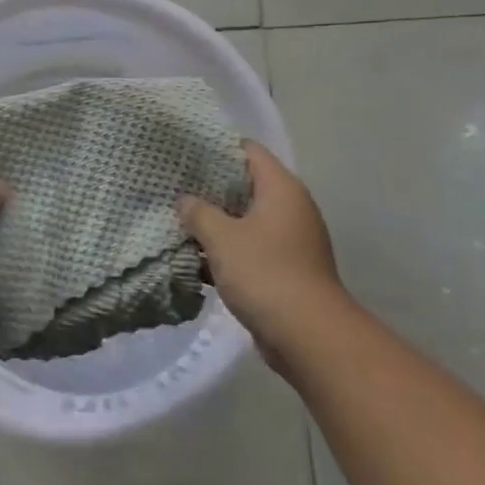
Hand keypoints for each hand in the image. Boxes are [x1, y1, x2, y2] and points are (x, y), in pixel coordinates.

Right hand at [179, 141, 349, 367]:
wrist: (309, 337)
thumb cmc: (265, 273)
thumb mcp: (222, 238)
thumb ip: (199, 213)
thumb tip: (185, 200)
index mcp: (282, 188)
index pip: (248, 150)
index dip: (216, 147)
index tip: (185, 152)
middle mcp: (291, 208)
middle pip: (246, 185)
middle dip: (211, 188)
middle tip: (175, 186)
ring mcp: (291, 240)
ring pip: (246, 220)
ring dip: (217, 222)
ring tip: (180, 220)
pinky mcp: (286, 269)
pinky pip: (252, 248)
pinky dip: (228, 250)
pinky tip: (197, 258)